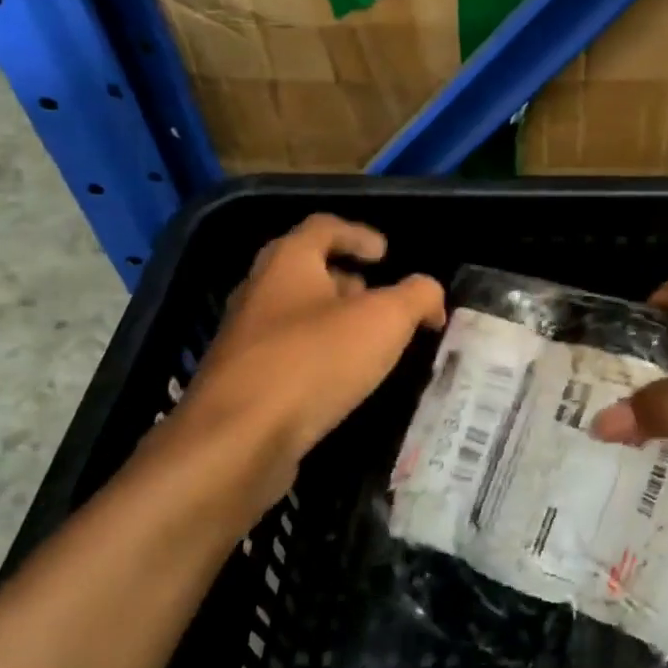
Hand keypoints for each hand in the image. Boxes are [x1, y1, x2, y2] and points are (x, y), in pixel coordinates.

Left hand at [129, 215, 444, 521]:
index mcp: (288, 263)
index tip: (386, 254)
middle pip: (305, 270)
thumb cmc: (314, 362)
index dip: (358, 234)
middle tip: (379, 299)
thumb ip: (416, 297)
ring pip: (295, 315)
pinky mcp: (243, 382)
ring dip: (332, 321)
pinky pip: (288, 355)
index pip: (323, 228)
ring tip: (369, 344)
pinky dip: (318, 357)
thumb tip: (429, 294)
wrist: (239, 440)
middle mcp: (259, 292)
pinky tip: (341, 382)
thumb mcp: (385, 320)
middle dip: (346, 280)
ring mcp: (246, 340)